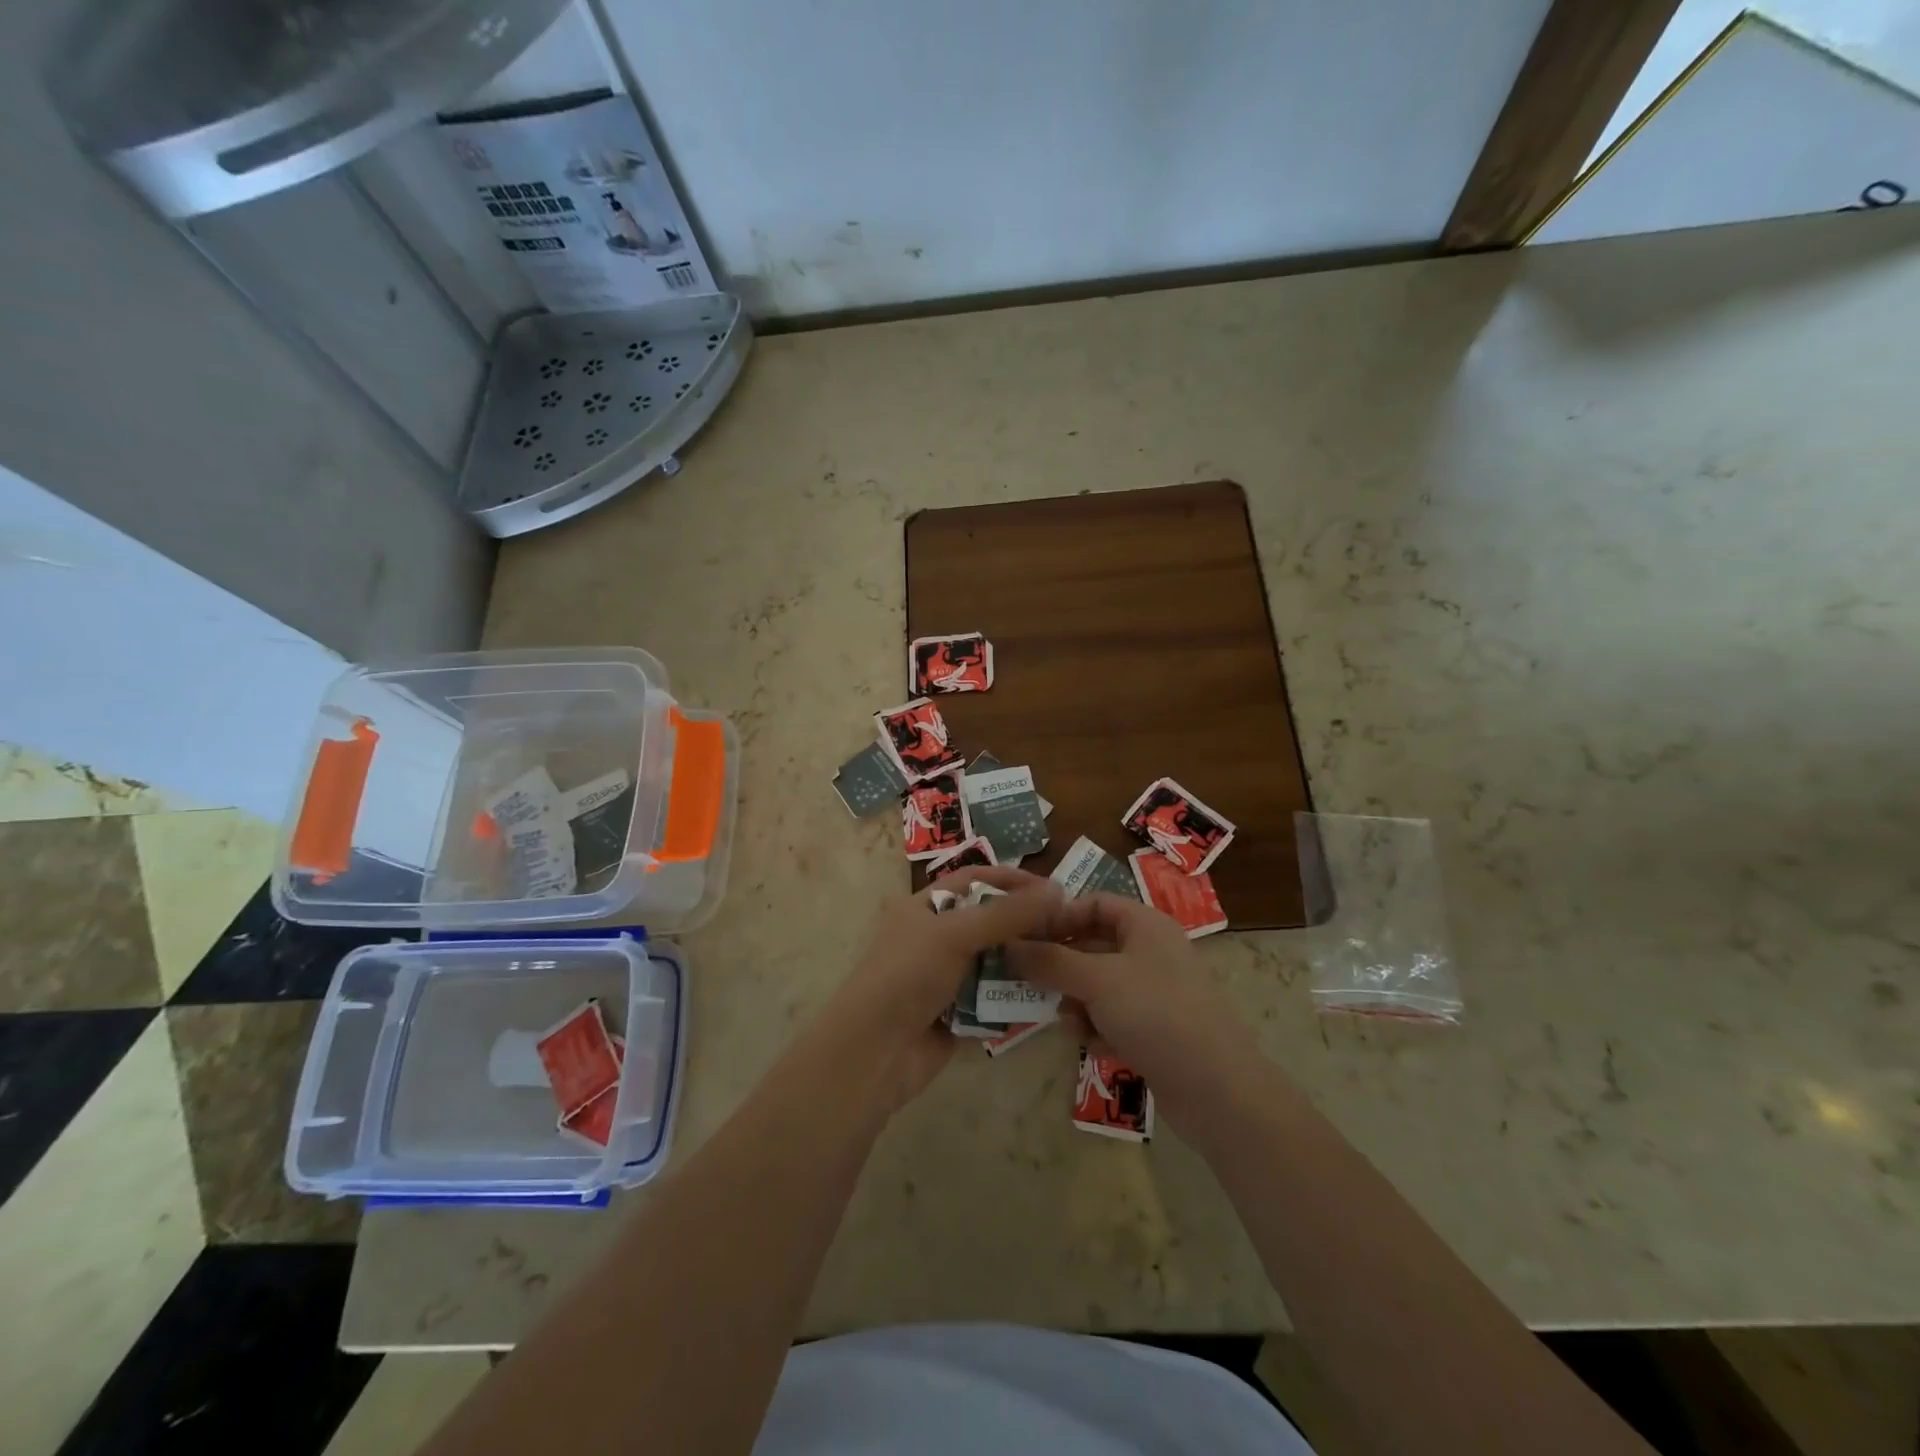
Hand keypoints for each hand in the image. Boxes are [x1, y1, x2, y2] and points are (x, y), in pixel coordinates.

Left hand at [818, 866, 1066, 1109]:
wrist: (873, 1052)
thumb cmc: (907, 976)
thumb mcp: (955, 934)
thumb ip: (1006, 913)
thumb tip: (1057, 890)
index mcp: (925, 907)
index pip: (974, 880)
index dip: (1011, 880)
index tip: (1053, 890)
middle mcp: (935, 937)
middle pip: (988, 921)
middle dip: (1025, 924)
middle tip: (1068, 930)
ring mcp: (945, 978)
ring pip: (994, 961)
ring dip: (1024, 961)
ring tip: (1065, 961)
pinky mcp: (956, 1014)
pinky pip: (992, 999)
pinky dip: (1014, 997)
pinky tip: (1047, 996)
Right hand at [1006, 892, 1258, 1097]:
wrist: (1217, 1090)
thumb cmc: (1156, 1014)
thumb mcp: (1096, 980)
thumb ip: (1050, 960)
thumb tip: (1009, 944)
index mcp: (1145, 924)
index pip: (1093, 903)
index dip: (1058, 917)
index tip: (1024, 938)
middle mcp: (1151, 951)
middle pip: (1092, 945)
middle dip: (1061, 967)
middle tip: (1029, 983)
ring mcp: (1155, 992)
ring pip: (1098, 985)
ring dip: (1077, 1003)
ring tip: (1068, 1023)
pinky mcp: (1156, 1029)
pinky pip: (1113, 1017)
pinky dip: (1098, 1028)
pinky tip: (1095, 1046)